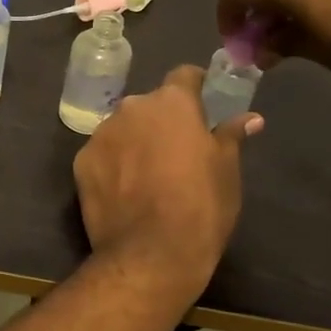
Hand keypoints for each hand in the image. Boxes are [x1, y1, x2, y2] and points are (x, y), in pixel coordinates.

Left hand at [72, 66, 260, 308]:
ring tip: (148, 174)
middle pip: (149, 106)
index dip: (195, 86)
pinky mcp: (80, 162)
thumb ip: (231, 135)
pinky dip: (113, 164)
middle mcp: (131, 108)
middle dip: (162, 121)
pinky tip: (124, 190)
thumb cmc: (201, 207)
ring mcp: (101, 134)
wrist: (150, 254)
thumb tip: (250, 118)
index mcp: (171, 103)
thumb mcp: (227, 171)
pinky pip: (102, 154)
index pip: (184, 76)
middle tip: (177, 150)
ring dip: (134, 141)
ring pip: (123, 129)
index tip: (203, 102)